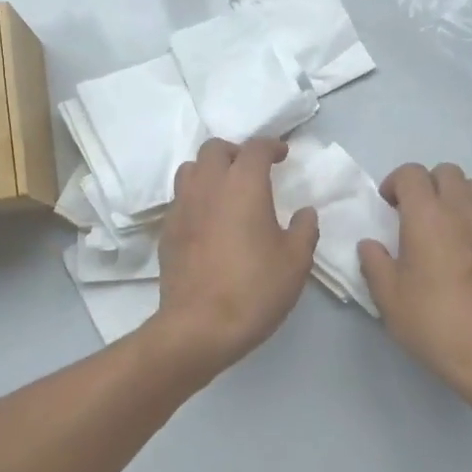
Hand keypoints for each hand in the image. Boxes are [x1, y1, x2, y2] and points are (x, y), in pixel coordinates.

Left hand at [152, 138, 319, 381]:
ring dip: (210, 170)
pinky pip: (180, 198)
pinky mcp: (167, 229)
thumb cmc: (254, 288)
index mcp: (243, 184)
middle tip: (252, 170)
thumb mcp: (295, 261)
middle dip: (236, 152)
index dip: (271, 146)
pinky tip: (209, 220)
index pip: (256, 148)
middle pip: (215, 149)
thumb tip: (305, 212)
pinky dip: (196, 197)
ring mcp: (182, 206)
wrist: (199, 326)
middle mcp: (208, 185)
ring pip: (191, 169)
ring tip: (226, 190)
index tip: (283, 154)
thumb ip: (304, 229)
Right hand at [358, 163, 471, 404]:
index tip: (387, 208)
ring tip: (441, 225)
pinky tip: (463, 248)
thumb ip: (374, 262)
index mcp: (427, 216)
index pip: (411, 174)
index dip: (395, 183)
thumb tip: (371, 245)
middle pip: (446, 171)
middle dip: (425, 184)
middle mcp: (461, 210)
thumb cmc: (434, 322)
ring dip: (453, 195)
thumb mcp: (388, 297)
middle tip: (412, 214)